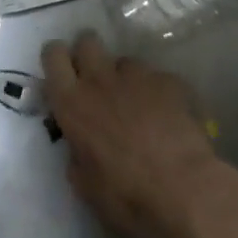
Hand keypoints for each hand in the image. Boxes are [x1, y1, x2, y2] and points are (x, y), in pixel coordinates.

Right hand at [42, 33, 219, 237]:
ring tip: (139, 106)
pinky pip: (158, 79)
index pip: (53, 55)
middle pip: (87, 41)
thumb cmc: (126, 196)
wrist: (184, 192)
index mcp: (72, 103)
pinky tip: (169, 118)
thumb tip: (81, 146)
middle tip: (96, 82)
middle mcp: (100, 80)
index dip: (57, 59)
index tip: (64, 75)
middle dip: (89, 55)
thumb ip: (76, 153)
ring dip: (126, 78)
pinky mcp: (170, 82)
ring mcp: (138, 77)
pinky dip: (159, 94)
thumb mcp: (84, 184)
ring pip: (125, 61)